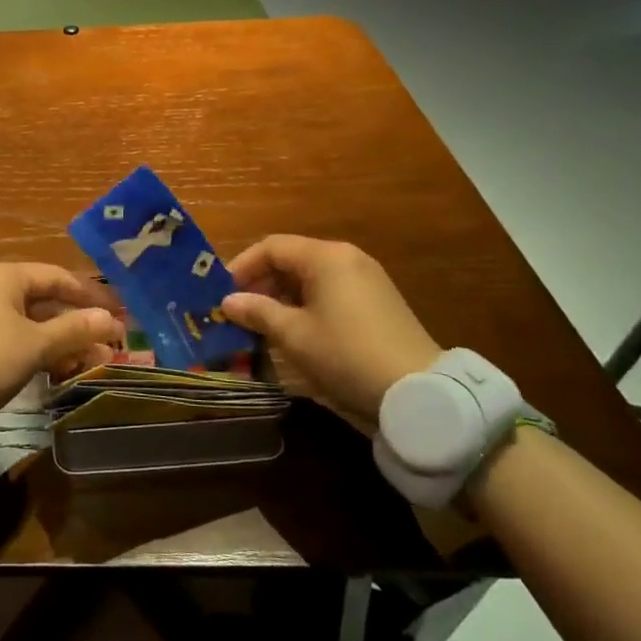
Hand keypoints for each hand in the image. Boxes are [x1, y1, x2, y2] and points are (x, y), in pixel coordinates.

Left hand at [0, 264, 124, 414]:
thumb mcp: (36, 344)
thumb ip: (75, 329)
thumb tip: (112, 320)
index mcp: (5, 275)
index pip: (58, 277)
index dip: (92, 294)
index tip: (122, 313)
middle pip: (46, 300)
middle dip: (80, 323)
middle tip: (112, 343)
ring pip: (33, 322)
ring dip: (64, 340)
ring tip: (96, 362)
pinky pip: (16, 336)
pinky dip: (40, 349)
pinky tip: (62, 369)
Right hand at [220, 236, 440, 427]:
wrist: (418, 392)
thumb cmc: (346, 354)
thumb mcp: (294, 335)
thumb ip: (258, 312)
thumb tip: (228, 301)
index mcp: (326, 257)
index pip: (272, 247)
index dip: (241, 266)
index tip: (222, 293)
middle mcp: (347, 258)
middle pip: (292, 259)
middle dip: (261, 282)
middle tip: (239, 310)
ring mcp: (367, 279)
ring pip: (311, 276)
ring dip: (282, 295)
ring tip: (262, 323)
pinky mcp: (378, 302)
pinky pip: (331, 290)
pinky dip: (306, 303)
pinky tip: (296, 330)